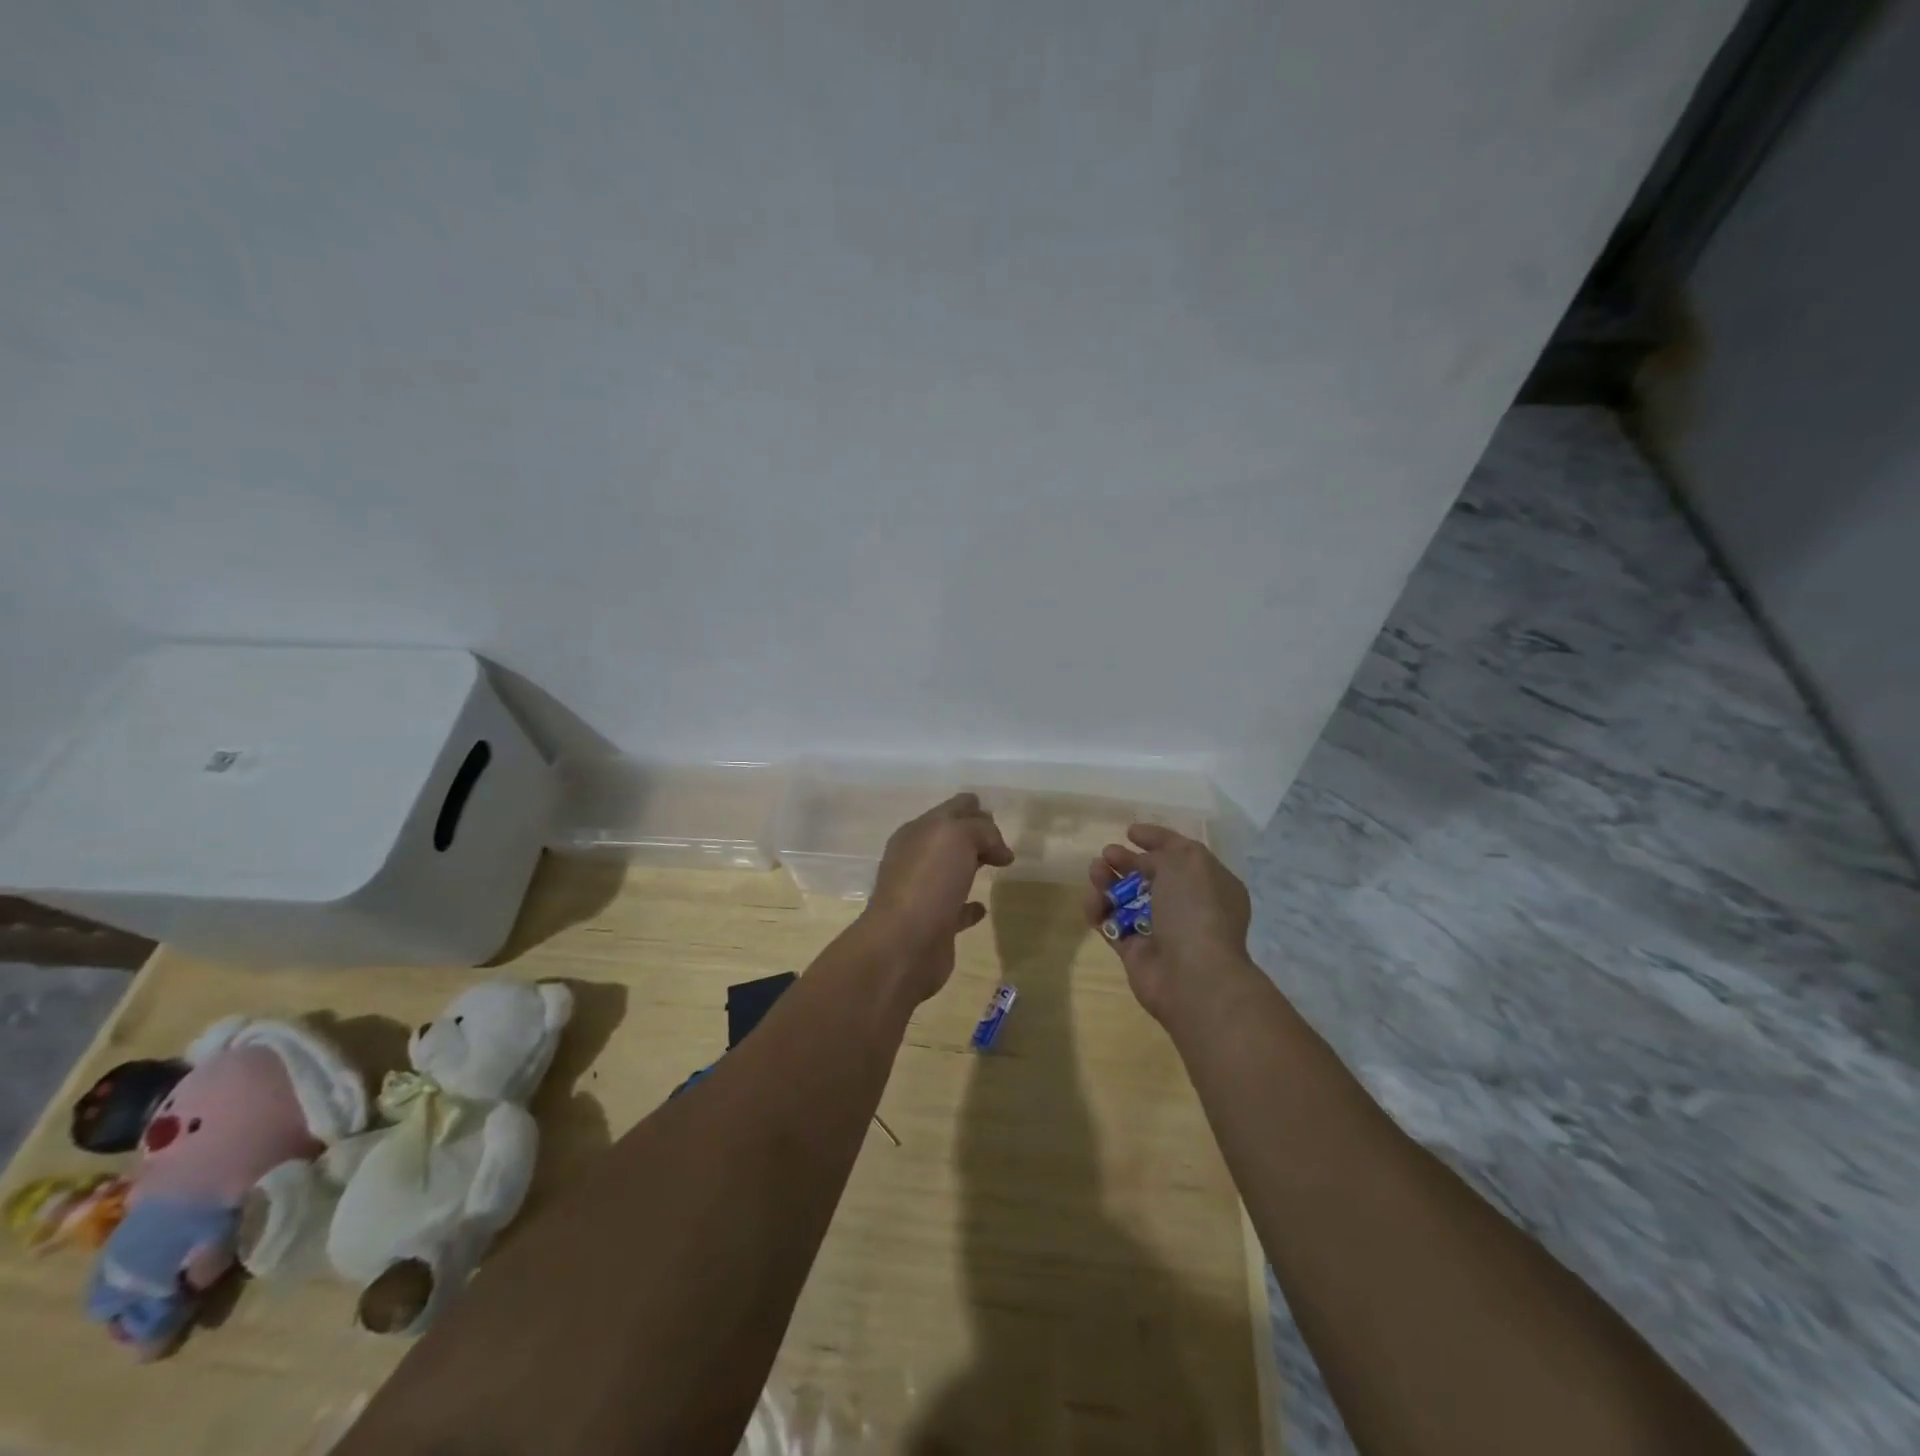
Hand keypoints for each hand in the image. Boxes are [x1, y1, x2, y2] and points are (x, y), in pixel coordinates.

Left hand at [861, 793, 1013, 1001]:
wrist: (904, 944)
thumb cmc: (928, 881)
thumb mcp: (957, 837)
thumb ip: (981, 830)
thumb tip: (998, 849)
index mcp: (918, 832)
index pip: (950, 810)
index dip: (972, 808)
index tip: (996, 815)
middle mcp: (916, 859)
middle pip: (951, 839)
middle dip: (975, 836)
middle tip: (1002, 843)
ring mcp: (923, 893)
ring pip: (952, 872)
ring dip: (971, 867)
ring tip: (998, 866)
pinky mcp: (934, 925)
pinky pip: (956, 909)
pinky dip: (969, 906)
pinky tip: (982, 908)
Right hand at [1084, 823, 1253, 1022]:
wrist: (1192, 976)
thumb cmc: (1196, 910)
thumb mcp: (1186, 862)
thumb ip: (1162, 852)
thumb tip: (1143, 862)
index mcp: (1210, 883)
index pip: (1181, 853)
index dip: (1157, 839)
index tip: (1130, 831)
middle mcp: (1188, 906)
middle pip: (1151, 876)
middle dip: (1128, 861)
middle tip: (1107, 853)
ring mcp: (1162, 930)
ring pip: (1128, 899)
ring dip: (1109, 883)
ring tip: (1095, 872)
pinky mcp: (1136, 952)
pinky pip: (1113, 925)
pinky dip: (1099, 911)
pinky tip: (1092, 902)